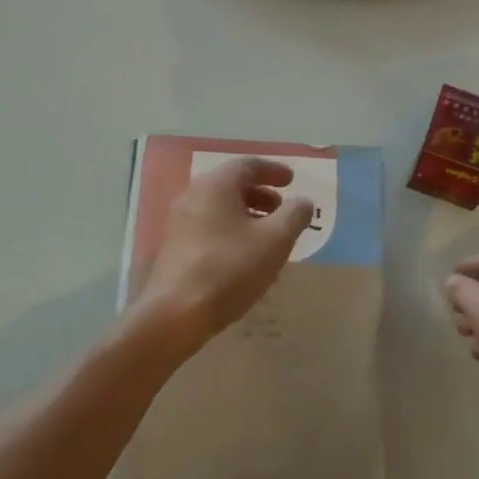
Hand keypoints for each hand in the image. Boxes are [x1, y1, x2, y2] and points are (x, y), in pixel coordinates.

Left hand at [142, 157, 313, 344]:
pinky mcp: (175, 247)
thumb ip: (294, 215)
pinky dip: (231, 230)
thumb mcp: (275, 240)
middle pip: (231, 185)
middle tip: (282, 209)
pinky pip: (209, 226)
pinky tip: (245, 255)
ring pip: (219, 208)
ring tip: (268, 235)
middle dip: (261, 194)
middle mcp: (193, 196)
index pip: (247, 165)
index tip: (292, 180)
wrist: (176, 313)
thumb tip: (303, 201)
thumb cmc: (230, 269)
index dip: (273, 171)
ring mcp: (180, 222)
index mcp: (215, 185)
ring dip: (247, 214)